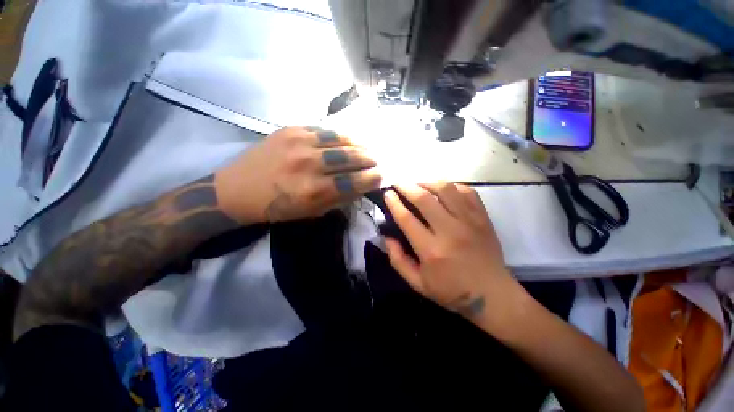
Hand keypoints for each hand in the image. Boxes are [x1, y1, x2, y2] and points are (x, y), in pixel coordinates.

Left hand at [214, 126, 381, 222]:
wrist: (237, 189)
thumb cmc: (276, 207)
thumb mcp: (310, 212)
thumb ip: (338, 199)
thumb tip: (360, 187)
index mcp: (313, 191)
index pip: (354, 182)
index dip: (372, 178)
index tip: (382, 176)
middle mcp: (309, 164)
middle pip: (350, 158)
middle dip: (369, 159)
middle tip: (378, 161)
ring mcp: (299, 143)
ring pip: (340, 140)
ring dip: (359, 144)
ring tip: (367, 148)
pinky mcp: (290, 129)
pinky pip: (324, 130)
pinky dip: (340, 136)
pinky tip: (348, 140)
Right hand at [384, 183, 526, 330]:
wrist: (493, 295)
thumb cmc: (452, 291)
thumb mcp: (417, 283)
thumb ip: (398, 260)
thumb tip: (387, 237)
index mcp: (431, 250)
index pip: (407, 218)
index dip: (394, 203)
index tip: (387, 194)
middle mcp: (450, 231)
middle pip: (424, 199)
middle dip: (407, 187)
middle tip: (398, 184)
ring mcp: (469, 222)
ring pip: (446, 190)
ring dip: (428, 183)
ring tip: (418, 185)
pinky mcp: (482, 218)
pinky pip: (467, 192)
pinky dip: (452, 186)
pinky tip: (443, 190)